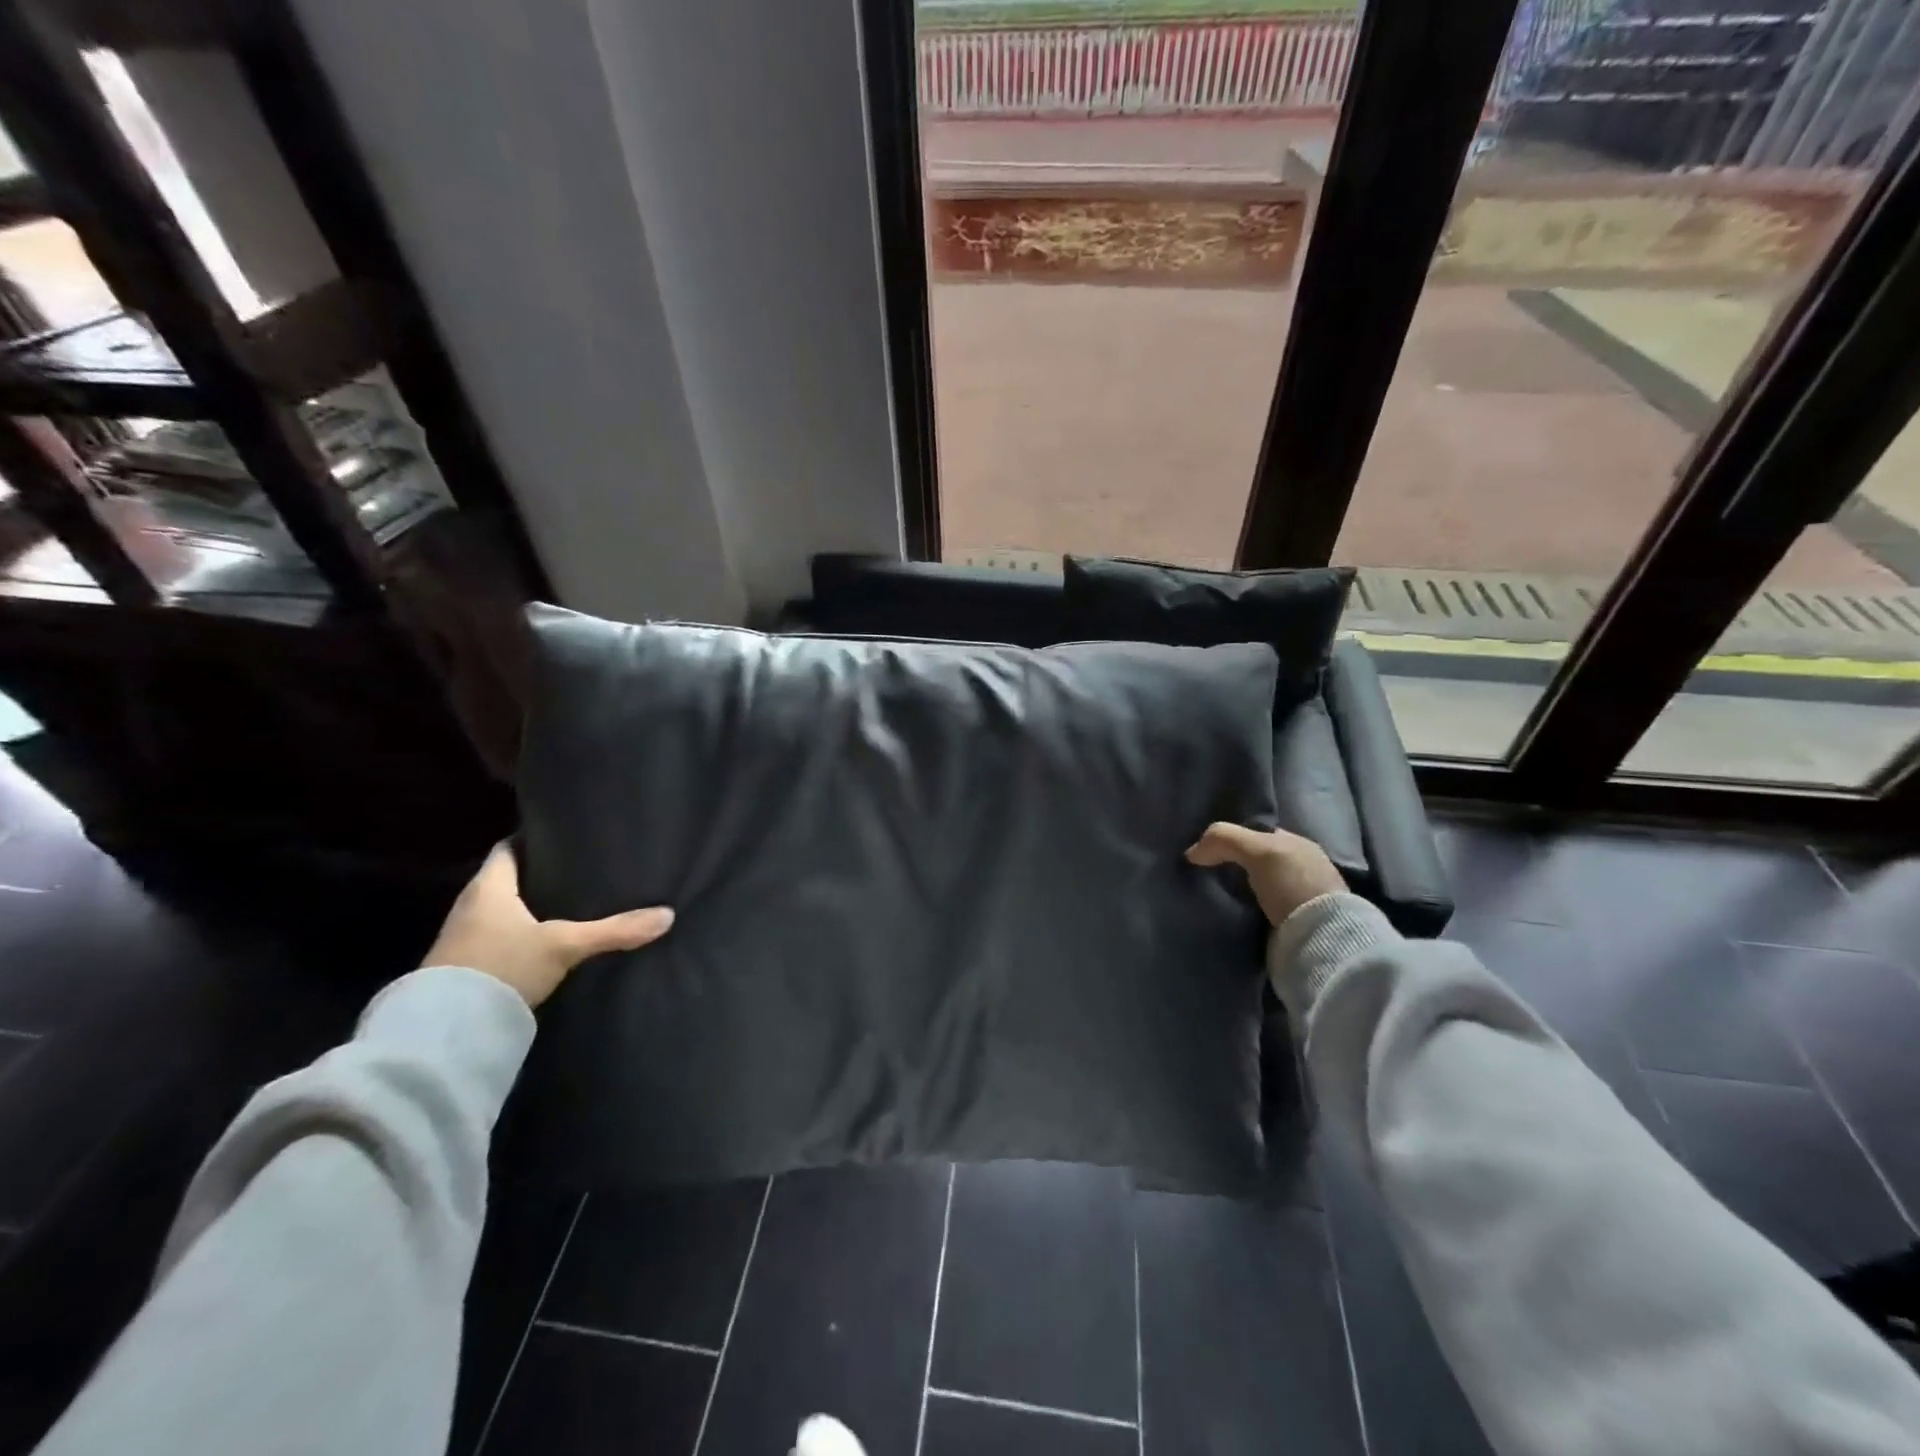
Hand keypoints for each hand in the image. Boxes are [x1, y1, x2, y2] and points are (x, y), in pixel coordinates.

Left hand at [423, 843, 674, 1007]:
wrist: (445, 1033)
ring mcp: (461, 939)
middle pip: (504, 879)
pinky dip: (516, 935)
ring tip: (566, 904)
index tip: (562, 839)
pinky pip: (493, 938)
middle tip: (576, 870)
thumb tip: (667, 916)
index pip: (507, 848)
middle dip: (536, 875)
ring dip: (525, 908)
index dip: (532, 840)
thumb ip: (614, 930)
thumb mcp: (565, 946)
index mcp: (488, 888)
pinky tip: (543, 943)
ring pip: (499, 911)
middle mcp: (469, 906)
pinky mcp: (461, 968)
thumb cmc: (502, 967)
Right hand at [1186, 823, 1345, 928]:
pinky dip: (1244, 910)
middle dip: (1233, 866)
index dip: (1233, 839)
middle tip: (1205, 873)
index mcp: (1299, 845)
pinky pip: (1259, 910)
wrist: (1321, 940)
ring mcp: (1299, 898)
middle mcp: (1301, 868)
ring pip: (1256, 886)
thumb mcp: (1258, 850)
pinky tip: (1230, 912)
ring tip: (1212, 895)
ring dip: (1237, 891)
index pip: (1259, 834)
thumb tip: (1191, 853)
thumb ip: (1223, 840)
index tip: (1208, 850)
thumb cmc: (1293, 885)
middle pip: (1256, 861)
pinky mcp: (1293, 925)